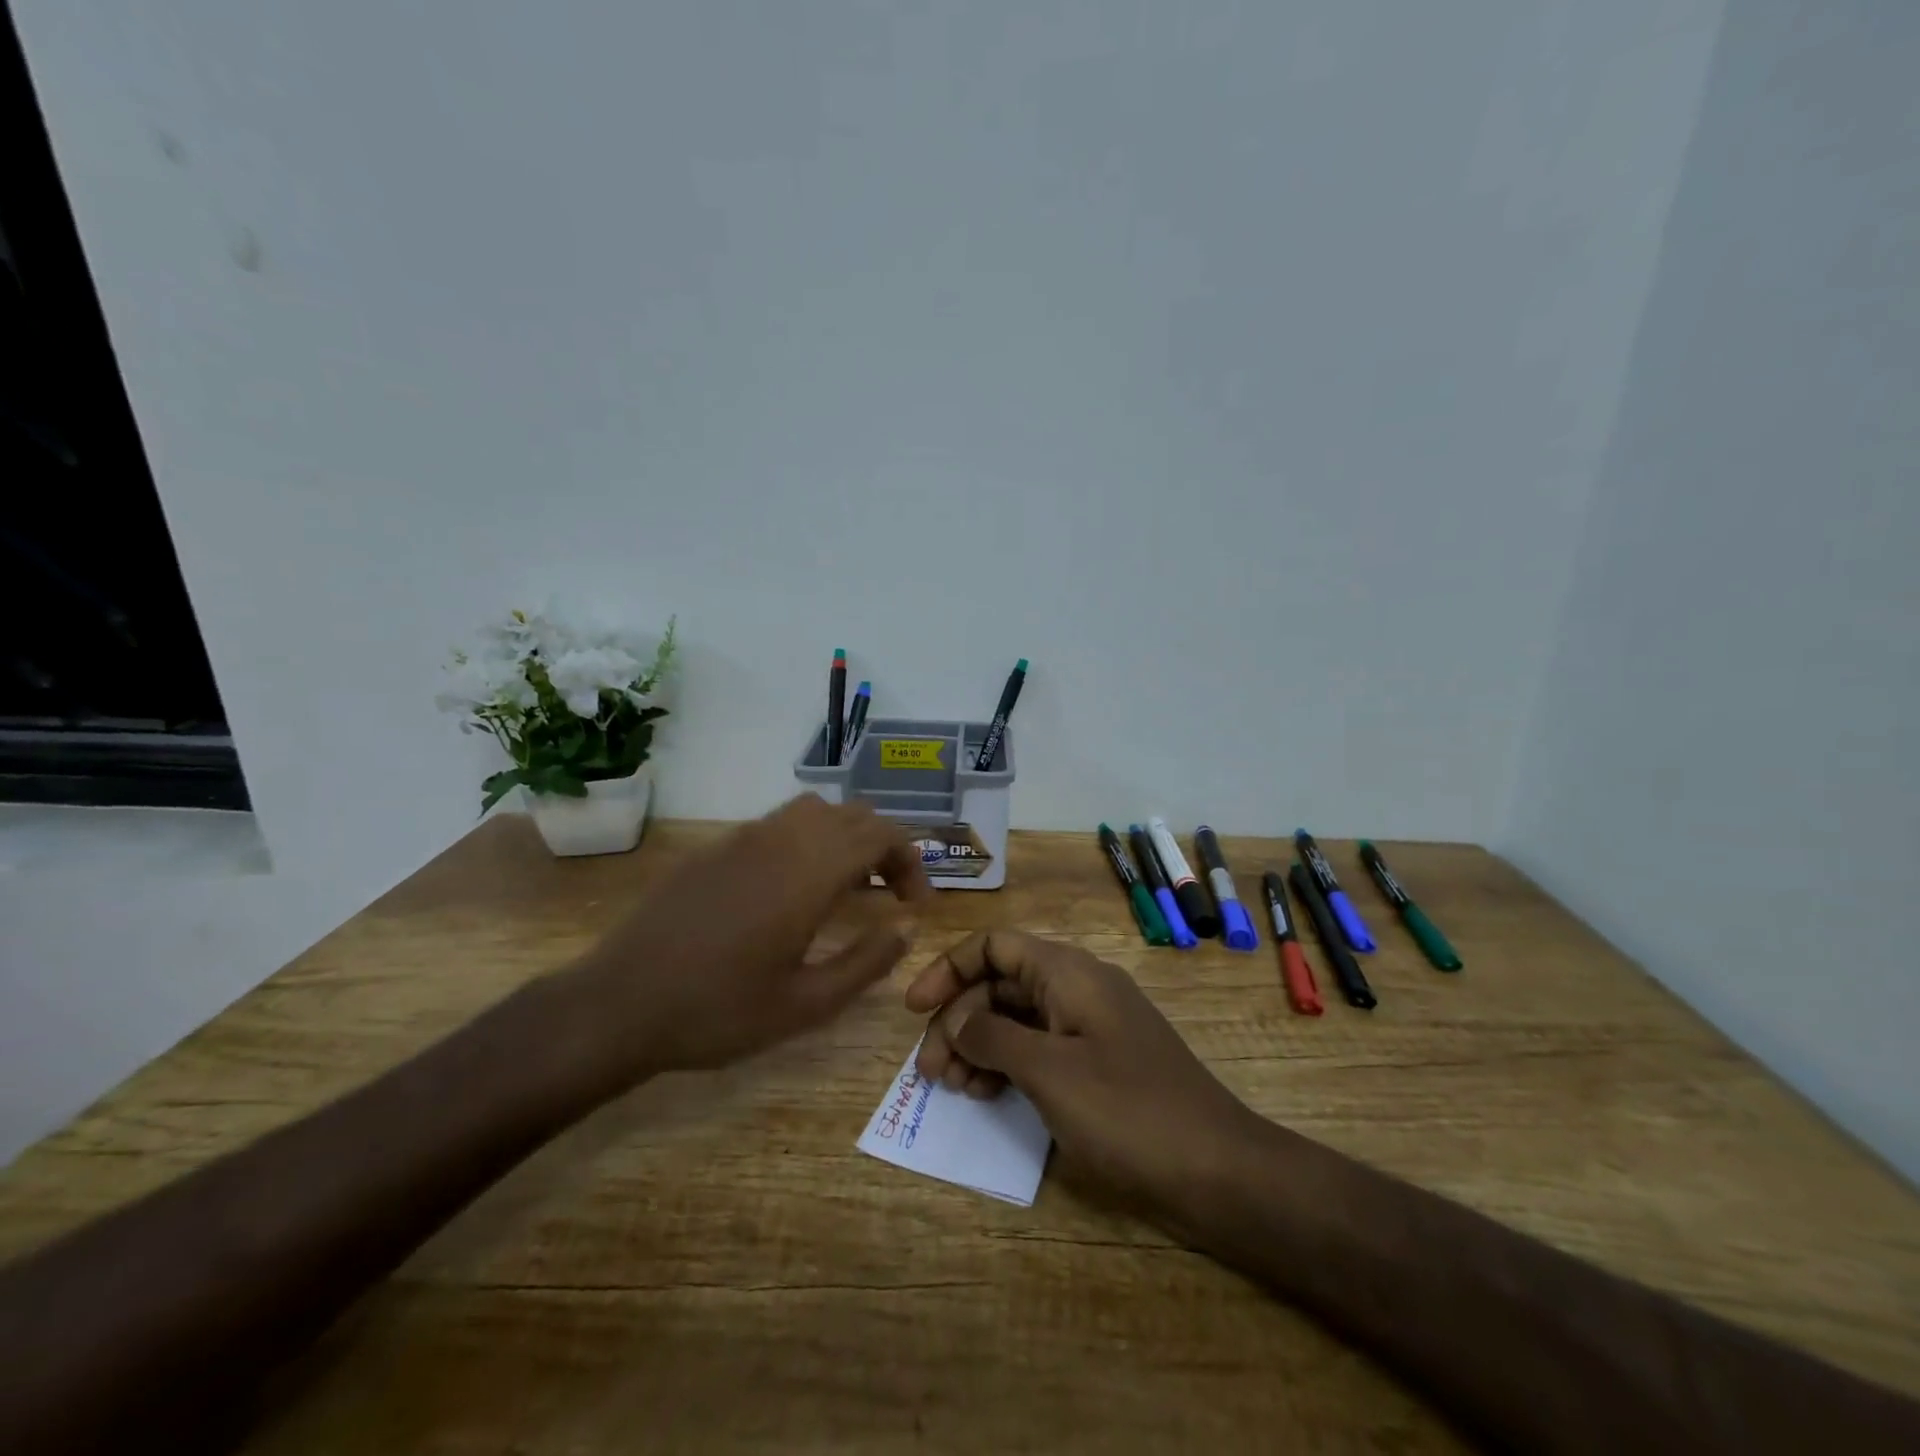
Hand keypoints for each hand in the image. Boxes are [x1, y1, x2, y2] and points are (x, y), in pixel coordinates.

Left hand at [572, 794, 930, 1078]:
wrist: (619, 1004)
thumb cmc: (719, 1011)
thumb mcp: (806, 1004)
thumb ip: (867, 962)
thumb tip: (905, 928)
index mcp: (809, 872)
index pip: (880, 835)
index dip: (910, 861)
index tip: (914, 903)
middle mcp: (781, 840)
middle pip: (853, 815)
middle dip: (884, 847)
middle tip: (889, 895)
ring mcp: (743, 838)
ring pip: (814, 811)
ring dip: (844, 837)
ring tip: (847, 885)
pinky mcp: (715, 848)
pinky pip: (777, 824)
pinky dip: (806, 840)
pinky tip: (792, 888)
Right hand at [904, 930, 1261, 1222]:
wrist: (1218, 1169)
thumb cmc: (1128, 1111)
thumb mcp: (1049, 1072)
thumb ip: (994, 1037)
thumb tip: (957, 1020)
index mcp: (1068, 973)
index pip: (995, 945)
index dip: (949, 969)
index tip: (914, 1009)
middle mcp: (1078, 987)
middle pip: (1001, 983)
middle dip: (959, 1018)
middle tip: (931, 1069)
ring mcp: (1091, 1025)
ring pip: (1018, 1017)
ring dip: (980, 1043)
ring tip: (956, 1087)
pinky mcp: (1099, 1061)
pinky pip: (1041, 1047)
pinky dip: (1009, 1064)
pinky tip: (990, 1096)